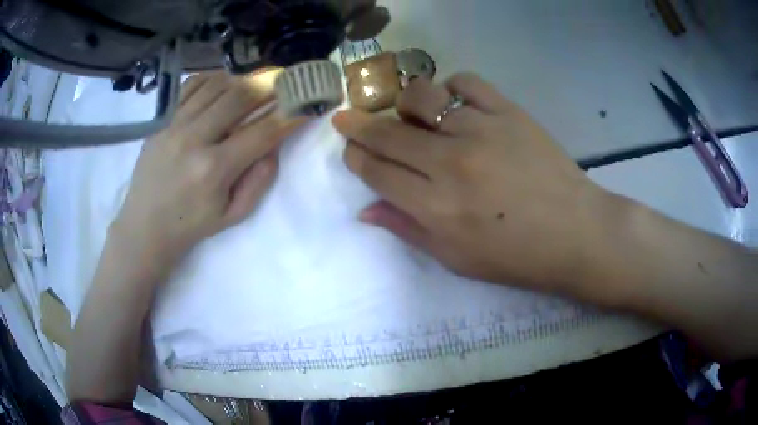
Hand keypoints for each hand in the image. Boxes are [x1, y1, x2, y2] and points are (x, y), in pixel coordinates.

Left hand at [111, 72, 305, 273]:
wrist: (144, 226)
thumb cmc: (191, 225)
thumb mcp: (233, 215)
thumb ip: (259, 179)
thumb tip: (275, 143)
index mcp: (214, 170)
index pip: (262, 131)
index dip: (291, 114)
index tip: (309, 102)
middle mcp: (193, 139)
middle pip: (239, 96)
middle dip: (271, 83)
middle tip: (289, 78)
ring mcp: (174, 124)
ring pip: (217, 84)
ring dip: (244, 78)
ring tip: (258, 81)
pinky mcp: (161, 119)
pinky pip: (192, 84)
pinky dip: (214, 77)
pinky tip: (226, 82)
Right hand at [333, 74, 609, 292]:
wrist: (575, 233)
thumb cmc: (516, 256)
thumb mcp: (456, 258)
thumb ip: (408, 230)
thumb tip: (366, 210)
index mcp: (435, 207)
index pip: (376, 171)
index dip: (355, 156)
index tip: (350, 148)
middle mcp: (450, 163)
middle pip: (387, 132)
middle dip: (358, 125)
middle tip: (348, 118)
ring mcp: (481, 130)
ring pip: (421, 96)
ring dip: (405, 103)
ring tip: (413, 115)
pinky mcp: (508, 112)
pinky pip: (466, 83)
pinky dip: (452, 89)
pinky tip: (456, 105)